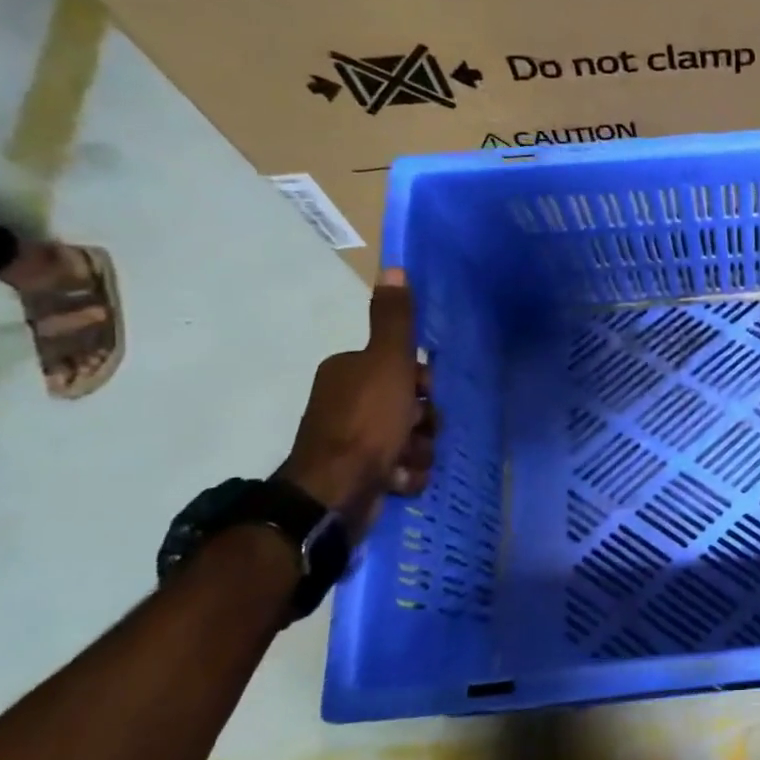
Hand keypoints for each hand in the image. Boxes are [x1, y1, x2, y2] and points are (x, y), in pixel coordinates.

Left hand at [279, 268, 437, 527]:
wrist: (336, 492)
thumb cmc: (366, 422)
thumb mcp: (387, 363)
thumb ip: (394, 320)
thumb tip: (393, 267)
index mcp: (350, 372)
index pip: (403, 368)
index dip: (423, 382)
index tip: (424, 393)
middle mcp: (349, 403)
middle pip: (411, 405)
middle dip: (423, 422)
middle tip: (417, 431)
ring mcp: (354, 442)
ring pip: (412, 438)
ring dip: (419, 450)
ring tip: (405, 461)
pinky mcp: (362, 475)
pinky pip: (402, 468)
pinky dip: (406, 474)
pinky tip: (399, 480)